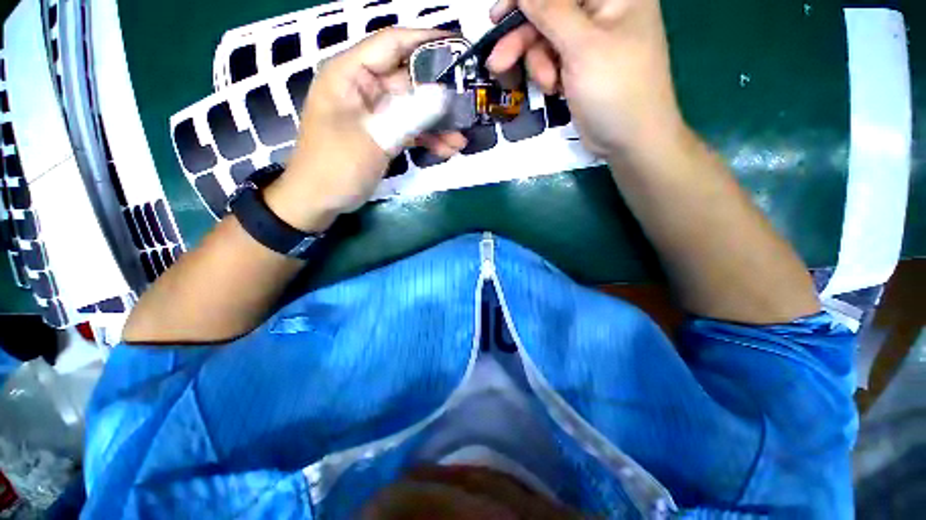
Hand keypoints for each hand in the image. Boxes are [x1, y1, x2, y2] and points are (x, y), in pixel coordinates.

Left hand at [265, 28, 466, 231]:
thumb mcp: (374, 138)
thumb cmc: (336, 166)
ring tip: (461, 139)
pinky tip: (447, 149)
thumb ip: (409, 115)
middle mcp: (364, 87)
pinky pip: (409, 129)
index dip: (426, 41)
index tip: (459, 45)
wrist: (319, 200)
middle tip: (469, 104)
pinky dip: (427, 138)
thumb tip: (443, 95)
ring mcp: (375, 113)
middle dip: (439, 95)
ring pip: (413, 109)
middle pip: (409, 80)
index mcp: (350, 74)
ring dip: (437, 124)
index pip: (392, 43)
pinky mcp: (383, 134)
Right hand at [487, 0, 684, 158]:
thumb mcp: (582, 47)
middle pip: (549, 12)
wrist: (629, 140)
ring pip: (546, 39)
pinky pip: (551, 60)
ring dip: (538, 64)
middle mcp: (602, 10)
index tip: (499, 14)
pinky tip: (555, 90)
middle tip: (498, 63)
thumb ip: (551, 12)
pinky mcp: (579, 65)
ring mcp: (590, 40)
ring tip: (548, 86)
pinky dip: (547, 74)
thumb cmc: (615, 88)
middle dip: (524, 38)